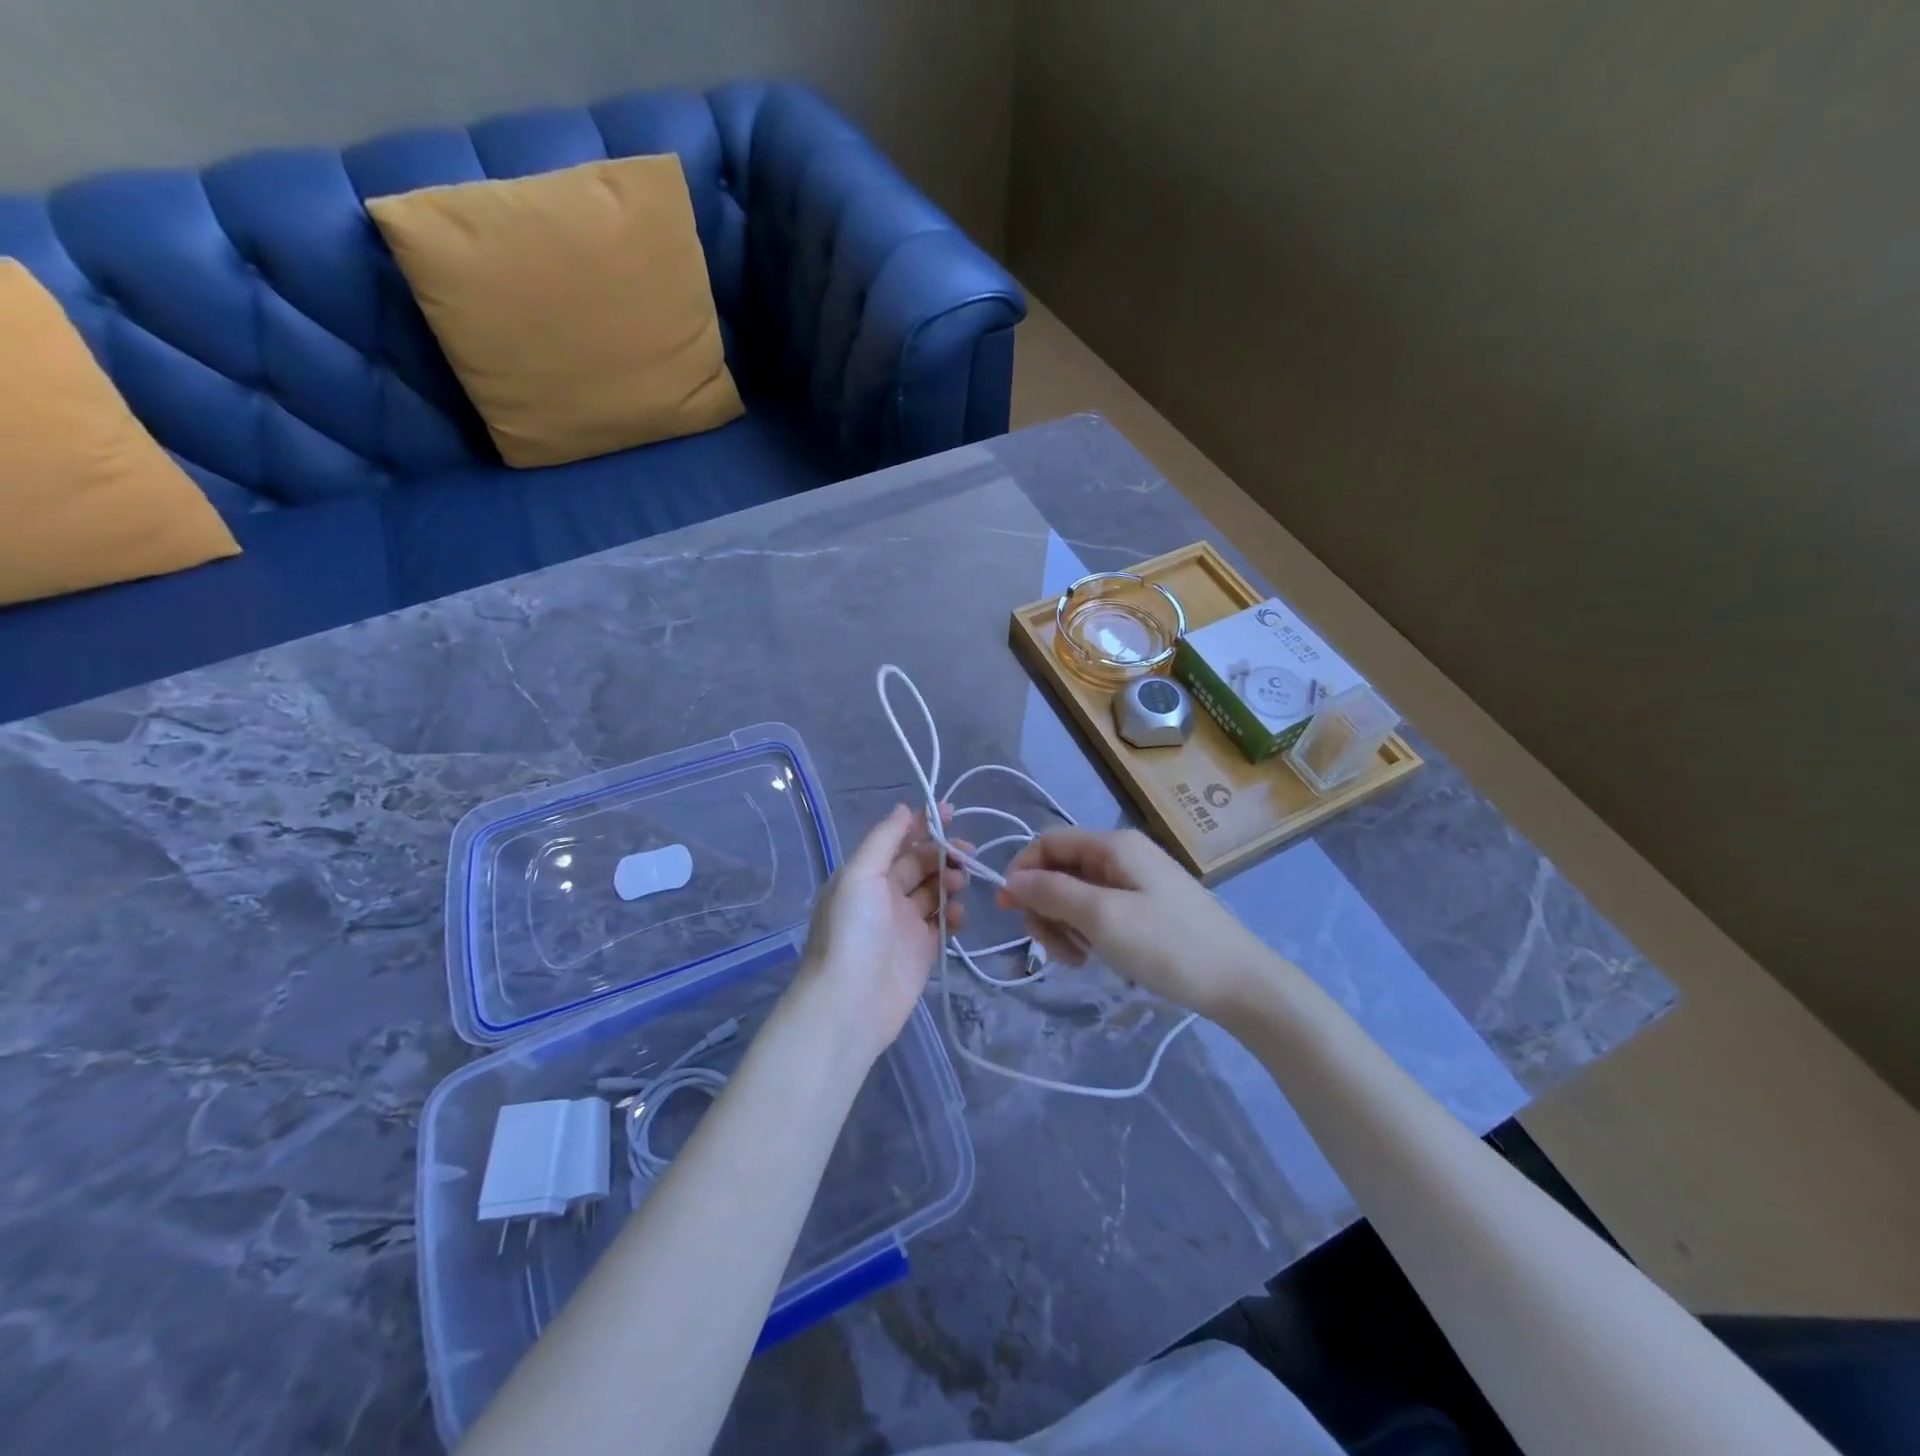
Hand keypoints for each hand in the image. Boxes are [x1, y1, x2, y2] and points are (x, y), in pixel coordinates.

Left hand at [792, 804, 968, 1062]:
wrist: (850, 1003)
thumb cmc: (852, 932)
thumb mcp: (860, 875)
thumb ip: (883, 840)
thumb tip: (903, 808)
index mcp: (865, 875)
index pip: (898, 842)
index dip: (922, 825)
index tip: (950, 812)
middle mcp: (884, 896)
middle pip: (920, 864)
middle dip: (943, 853)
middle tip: (966, 851)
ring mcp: (903, 925)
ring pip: (934, 892)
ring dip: (950, 881)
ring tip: (959, 882)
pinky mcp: (921, 952)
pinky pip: (942, 925)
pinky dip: (954, 916)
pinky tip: (959, 915)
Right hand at [996, 827, 1271, 1019]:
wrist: (1239, 982)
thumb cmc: (1168, 945)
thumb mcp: (1102, 918)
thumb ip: (1052, 893)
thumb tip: (1011, 879)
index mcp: (1113, 845)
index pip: (1048, 842)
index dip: (1021, 871)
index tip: (1007, 911)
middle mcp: (1122, 855)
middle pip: (1060, 869)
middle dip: (1045, 906)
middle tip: (1052, 949)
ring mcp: (1135, 882)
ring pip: (1076, 893)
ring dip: (1064, 924)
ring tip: (1076, 959)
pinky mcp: (1144, 907)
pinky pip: (1098, 910)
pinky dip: (1086, 931)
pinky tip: (1093, 957)